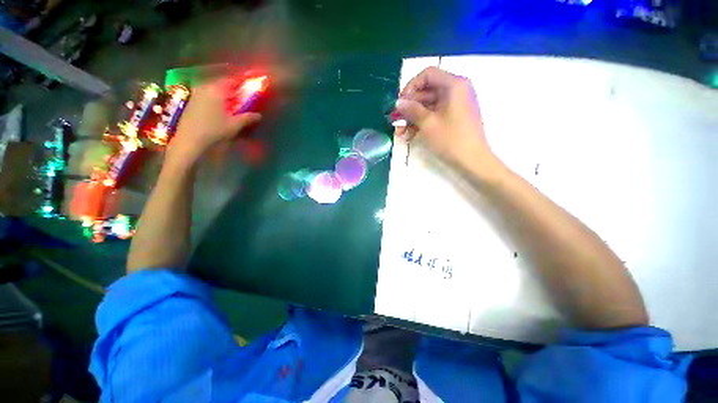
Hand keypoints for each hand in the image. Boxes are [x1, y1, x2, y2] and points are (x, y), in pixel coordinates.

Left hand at [168, 78, 261, 164]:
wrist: (190, 139)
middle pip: (220, 84)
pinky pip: (205, 94)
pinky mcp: (190, 101)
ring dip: (222, 94)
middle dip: (231, 90)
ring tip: (229, 103)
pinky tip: (217, 108)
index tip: (247, 88)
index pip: (231, 81)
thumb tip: (259, 115)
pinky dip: (213, 98)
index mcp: (217, 91)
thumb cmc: (215, 130)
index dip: (240, 84)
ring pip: (212, 89)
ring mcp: (196, 93)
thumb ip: (247, 118)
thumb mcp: (235, 125)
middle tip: (240, 97)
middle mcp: (205, 88)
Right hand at [395, 67, 491, 167]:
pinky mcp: (454, 116)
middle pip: (427, 92)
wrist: (472, 160)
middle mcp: (456, 90)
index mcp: (454, 85)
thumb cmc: (451, 139)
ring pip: (428, 106)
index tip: (400, 103)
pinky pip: (435, 114)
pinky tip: (411, 135)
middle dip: (409, 108)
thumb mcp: (427, 123)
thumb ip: (411, 110)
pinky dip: (422, 123)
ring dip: (413, 118)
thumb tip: (398, 103)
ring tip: (401, 134)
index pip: (427, 75)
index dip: (410, 87)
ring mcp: (456, 104)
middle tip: (396, 122)